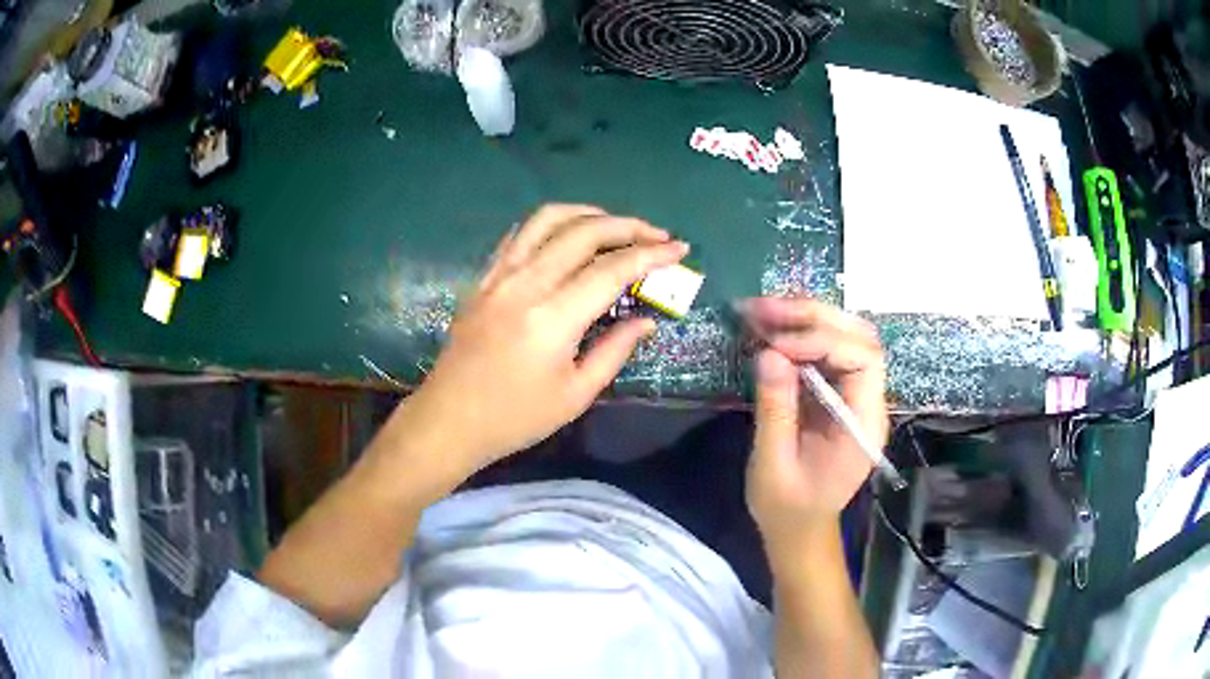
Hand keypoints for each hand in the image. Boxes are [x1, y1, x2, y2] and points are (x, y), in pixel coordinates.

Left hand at [402, 204, 688, 470]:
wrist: (450, 419)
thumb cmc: (515, 417)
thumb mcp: (576, 394)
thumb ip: (615, 350)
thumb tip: (647, 321)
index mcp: (553, 318)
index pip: (612, 269)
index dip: (651, 255)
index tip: (679, 249)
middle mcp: (526, 283)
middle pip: (584, 232)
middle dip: (628, 226)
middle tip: (656, 235)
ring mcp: (500, 275)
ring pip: (548, 219)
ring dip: (589, 214)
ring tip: (616, 225)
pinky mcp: (484, 277)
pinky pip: (521, 233)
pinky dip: (551, 225)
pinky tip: (568, 235)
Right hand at [744, 297, 888, 548]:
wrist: (798, 529)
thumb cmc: (787, 507)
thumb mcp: (773, 464)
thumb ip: (775, 409)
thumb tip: (768, 353)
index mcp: (863, 424)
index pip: (862, 360)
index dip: (822, 341)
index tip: (775, 344)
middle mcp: (868, 402)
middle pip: (858, 337)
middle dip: (813, 316)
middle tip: (763, 308)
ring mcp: (856, 396)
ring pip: (845, 336)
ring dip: (805, 318)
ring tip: (761, 311)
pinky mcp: (838, 393)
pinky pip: (827, 351)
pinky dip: (799, 334)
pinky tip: (770, 330)